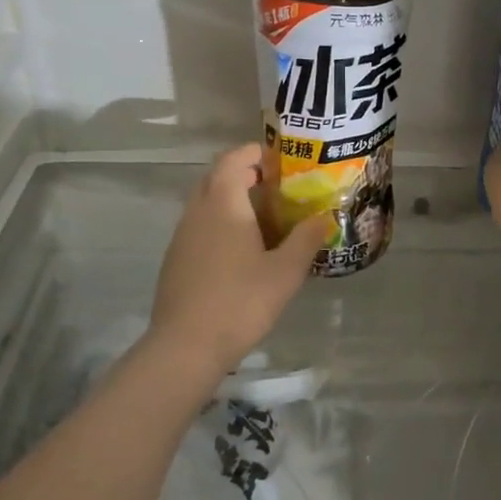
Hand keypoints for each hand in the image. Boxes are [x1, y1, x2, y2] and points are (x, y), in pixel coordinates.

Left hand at [148, 144, 330, 375]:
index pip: (233, 158)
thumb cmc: (241, 302)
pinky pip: (200, 226)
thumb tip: (324, 217)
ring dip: (232, 200)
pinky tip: (242, 252)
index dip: (256, 153)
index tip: (282, 161)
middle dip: (245, 174)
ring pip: (207, 202)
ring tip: (265, 220)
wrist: (186, 346)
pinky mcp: (176, 259)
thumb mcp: (285, 272)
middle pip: (217, 177)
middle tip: (278, 188)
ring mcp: (182, 235)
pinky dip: (220, 224)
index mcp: (223, 203)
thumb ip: (306, 239)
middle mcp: (198, 211)